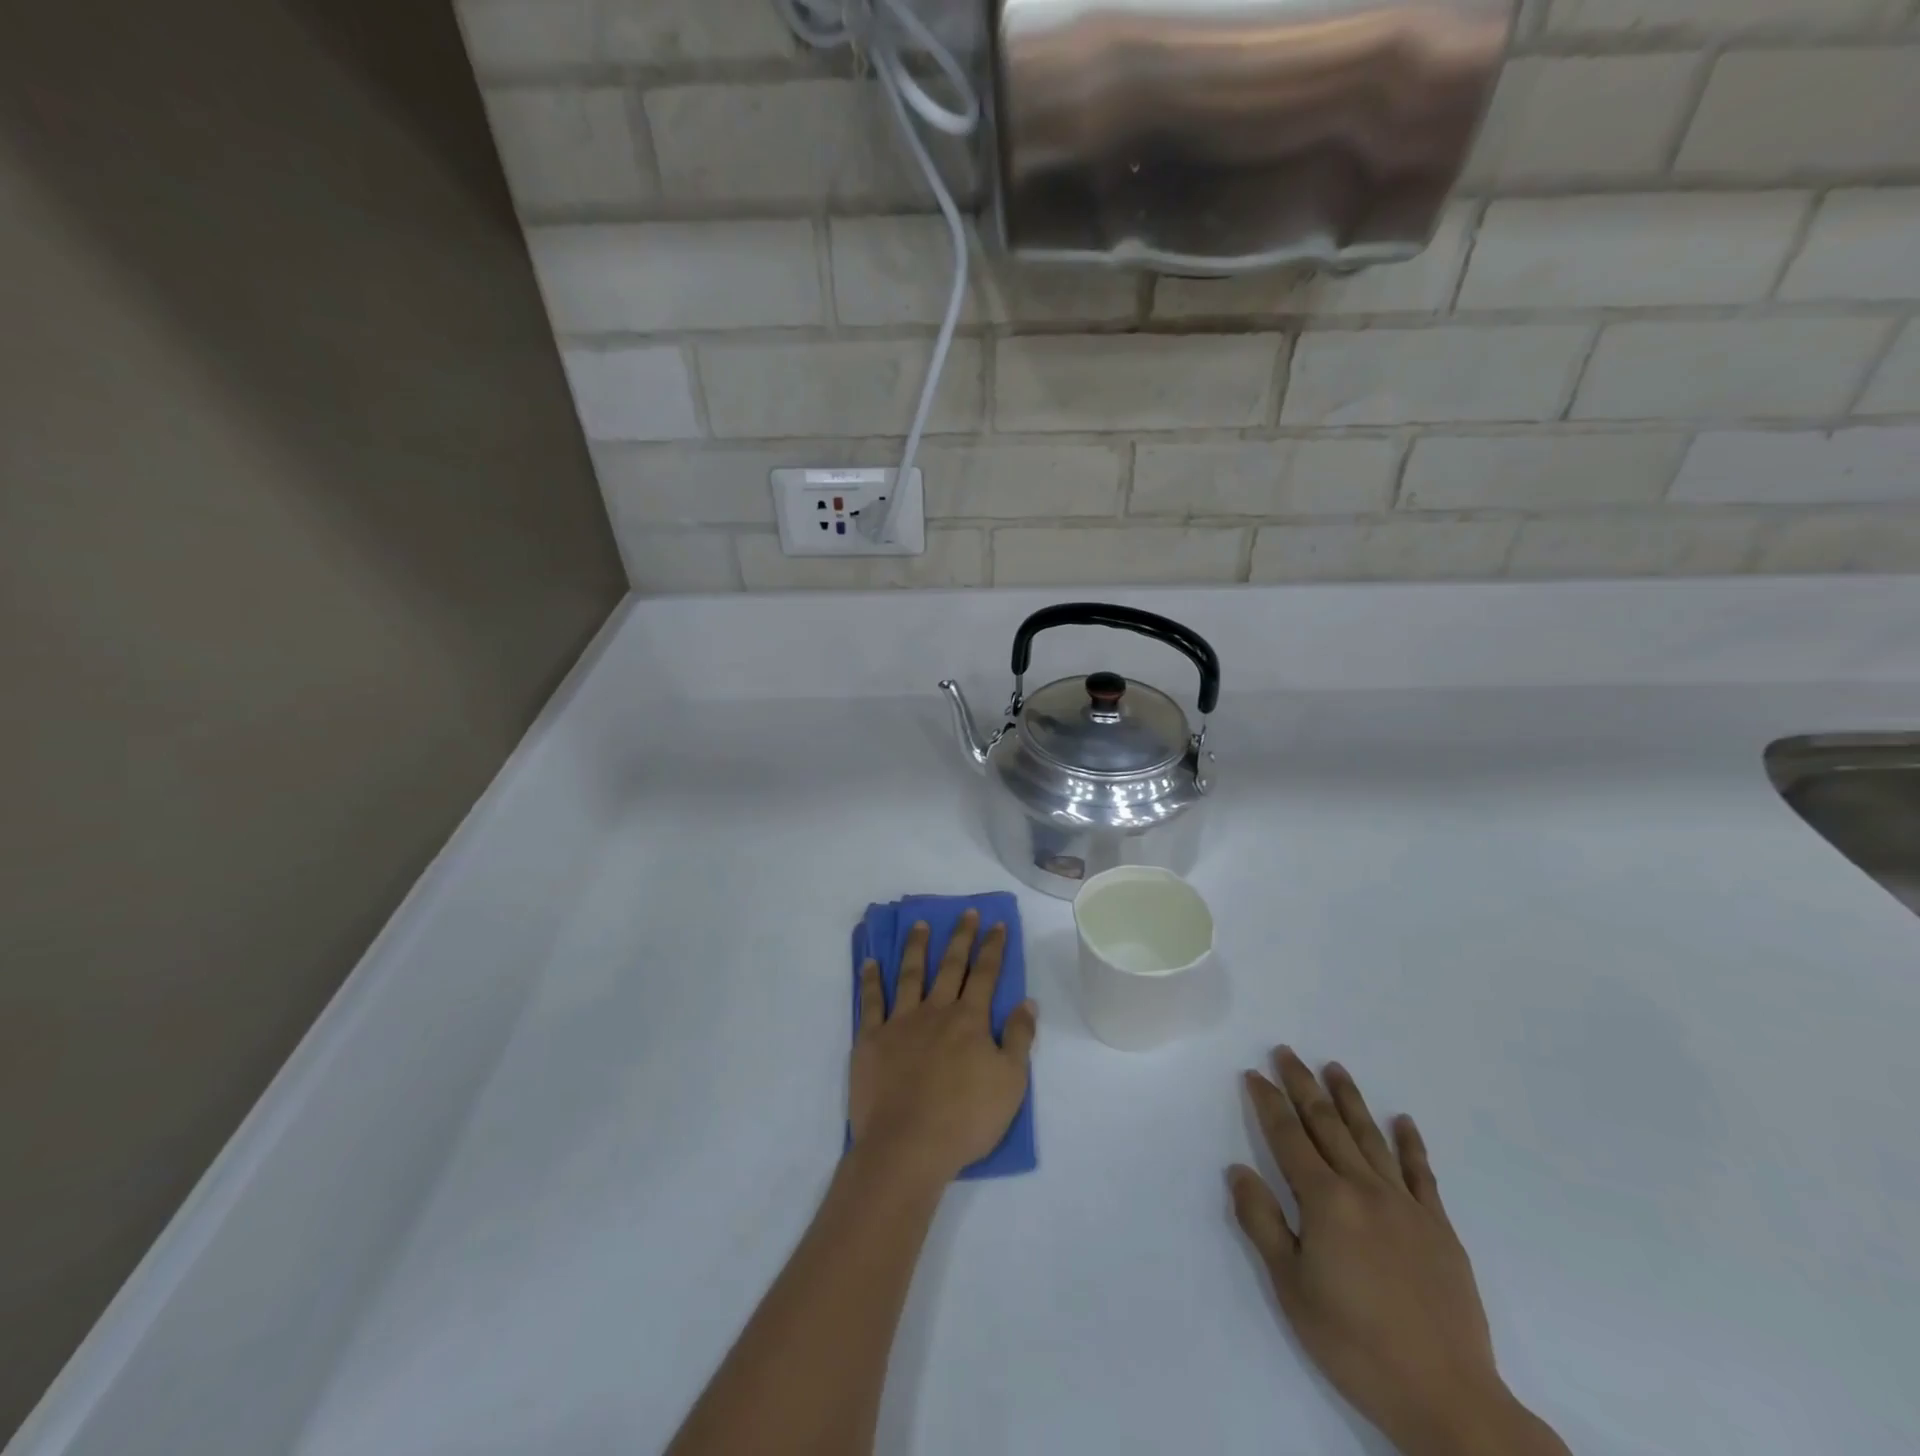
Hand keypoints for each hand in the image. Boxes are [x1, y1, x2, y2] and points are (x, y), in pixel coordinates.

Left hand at [849, 911, 1037, 1186]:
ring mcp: (901, 1022)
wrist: (908, 1146)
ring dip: (917, 947)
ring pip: (910, 974)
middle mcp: (936, 1011)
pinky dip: (871, 979)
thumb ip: (1019, 1038)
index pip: (985, 974)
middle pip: (950, 966)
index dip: (993, 947)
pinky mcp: (871, 1039)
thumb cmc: (966, 1119)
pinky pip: (871, 1001)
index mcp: (970, 1020)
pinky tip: (871, 962)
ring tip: (920, 924)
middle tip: (966, 913)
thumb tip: (1026, 1002)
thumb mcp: (1011, 1083)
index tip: (996, 924)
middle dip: (961, 937)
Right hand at [1230, 1049, 1567, 1455]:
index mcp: (1324, 1200)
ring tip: (1335, 1067)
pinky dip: (1411, 1144)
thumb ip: (1262, 1223)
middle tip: (1287, 1052)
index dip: (1268, 1102)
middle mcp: (1363, 1188)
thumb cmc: (1354, 1343)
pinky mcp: (1439, 1228)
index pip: (1287, 1136)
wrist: (1446, 1397)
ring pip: (1370, 1137)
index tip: (1254, 1073)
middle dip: (1303, 1085)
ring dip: (1350, 1099)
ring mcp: (1405, 1205)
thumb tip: (1238, 1169)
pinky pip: (1421, 1173)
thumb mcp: (1291, 1289)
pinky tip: (1403, 1120)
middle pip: (1326, 1124)